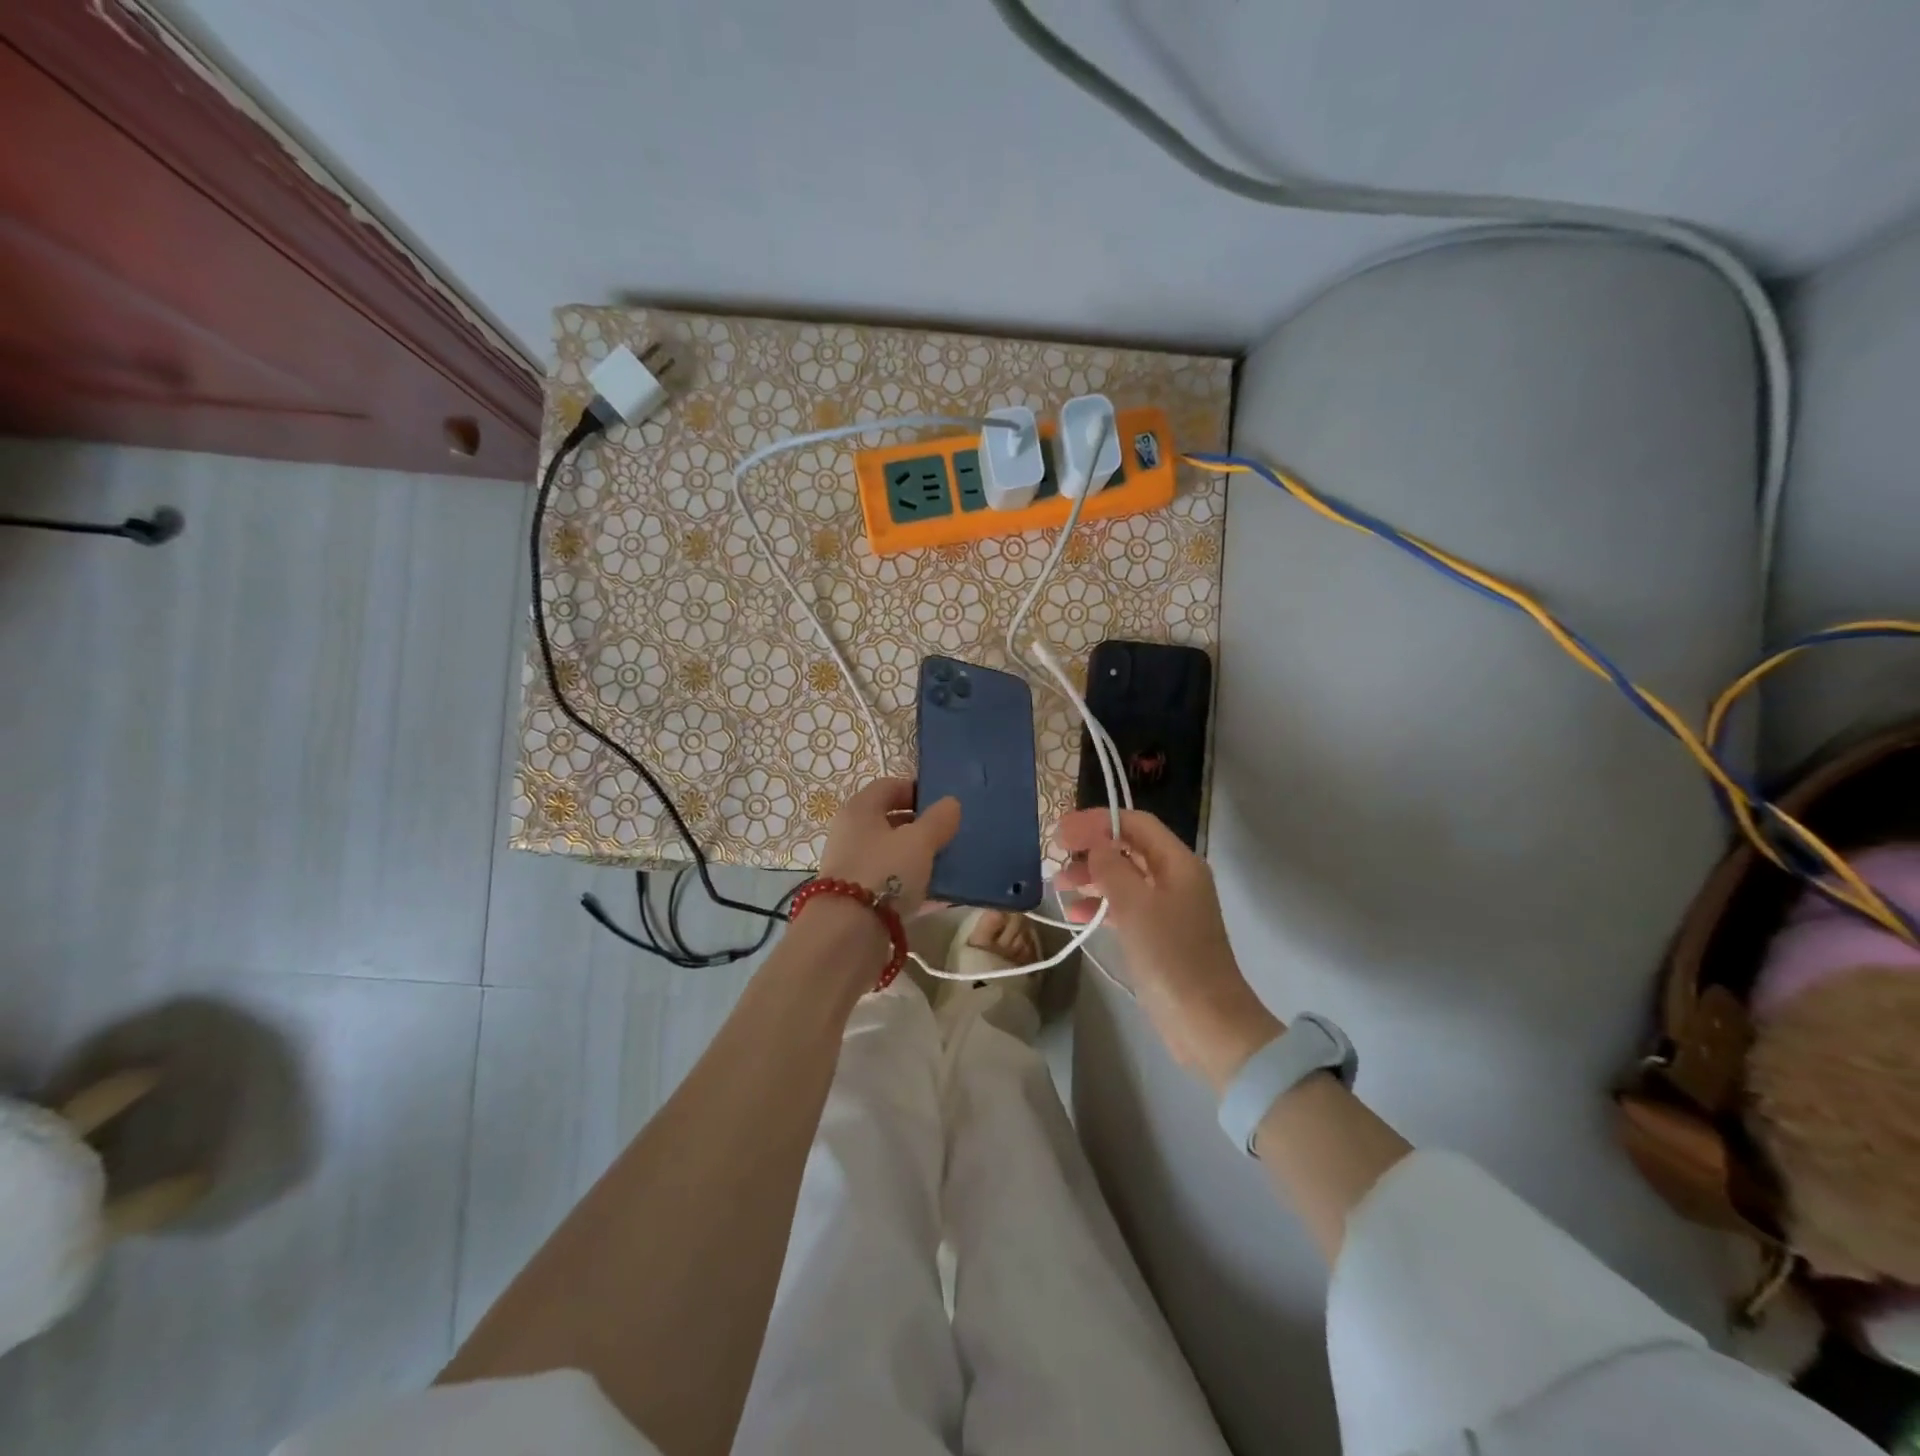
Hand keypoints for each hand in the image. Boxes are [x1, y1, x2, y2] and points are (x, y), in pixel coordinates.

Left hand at [818, 778, 961, 916]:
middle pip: (889, 820)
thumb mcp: (919, 841)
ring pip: (890, 852)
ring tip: (947, 863)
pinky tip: (936, 893)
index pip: (890, 786)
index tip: (944, 804)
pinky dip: (911, 882)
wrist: (848, 933)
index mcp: (860, 809)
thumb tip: (951, 803)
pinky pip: (890, 880)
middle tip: (949, 834)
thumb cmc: (885, 872)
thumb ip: (938, 820)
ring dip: (917, 855)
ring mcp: (852, 865)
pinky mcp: (858, 896)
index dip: (918, 790)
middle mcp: (851, 833)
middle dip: (920, 825)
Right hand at [1055, 808, 1281, 1091]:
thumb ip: (1111, 866)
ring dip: (1091, 876)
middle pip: (1129, 848)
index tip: (1061, 830)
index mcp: (1178, 863)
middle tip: (1055, 858)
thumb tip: (1095, 841)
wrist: (1205, 1022)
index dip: (1097, 821)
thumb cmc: (1170, 957)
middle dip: (1091, 849)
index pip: (1136, 823)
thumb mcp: (1134, 905)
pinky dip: (1100, 904)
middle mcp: (1175, 878)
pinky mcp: (1159, 934)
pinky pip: (1125, 906)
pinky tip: (1074, 913)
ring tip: (1058, 885)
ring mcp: (1168, 907)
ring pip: (1124, 877)